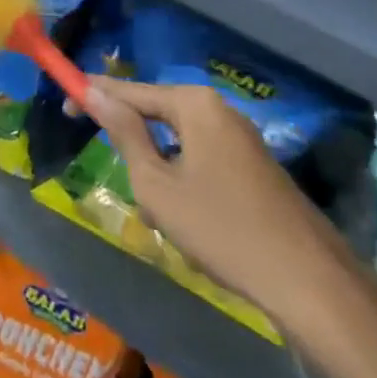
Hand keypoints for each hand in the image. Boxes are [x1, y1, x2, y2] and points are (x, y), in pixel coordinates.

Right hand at [82, 77, 342, 315]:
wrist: (313, 287)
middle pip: (155, 112)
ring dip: (157, 169)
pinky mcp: (256, 168)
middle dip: (130, 140)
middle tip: (114, 173)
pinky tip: (187, 221)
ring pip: (177, 142)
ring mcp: (242, 140)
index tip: (64, 107)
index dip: (93, 96)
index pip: (129, 90)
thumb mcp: (156, 183)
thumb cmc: (222, 230)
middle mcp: (220, 110)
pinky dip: (183, 182)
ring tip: (156, 212)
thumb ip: (123, 133)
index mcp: (194, 105)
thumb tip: (95, 92)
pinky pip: (201, 160)